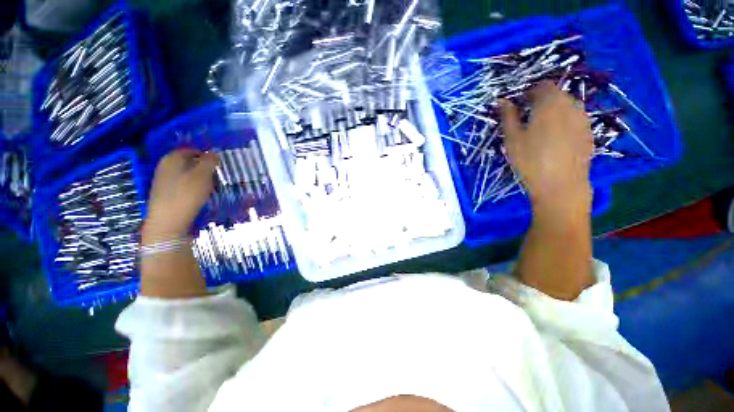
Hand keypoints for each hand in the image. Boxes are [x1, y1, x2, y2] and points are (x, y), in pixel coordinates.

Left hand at [143, 149, 218, 242]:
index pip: (192, 150)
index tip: (218, 166)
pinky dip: (191, 187)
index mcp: (173, 158)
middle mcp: (165, 165)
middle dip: (203, 168)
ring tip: (210, 187)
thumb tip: (214, 153)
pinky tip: (198, 195)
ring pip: (186, 174)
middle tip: (216, 177)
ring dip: (199, 178)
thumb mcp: (203, 175)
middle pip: (188, 162)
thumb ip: (210, 161)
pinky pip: (181, 184)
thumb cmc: (187, 194)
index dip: (206, 156)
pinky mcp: (164, 192)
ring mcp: (163, 179)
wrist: (168, 220)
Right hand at [499, 81, 592, 214]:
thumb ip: (508, 116)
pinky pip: (574, 119)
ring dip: (553, 112)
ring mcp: (583, 118)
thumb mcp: (512, 138)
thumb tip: (502, 100)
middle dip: (541, 102)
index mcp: (550, 102)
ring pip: (566, 106)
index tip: (518, 107)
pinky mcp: (588, 132)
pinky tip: (555, 140)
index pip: (541, 86)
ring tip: (541, 131)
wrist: (560, 185)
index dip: (528, 93)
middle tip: (527, 120)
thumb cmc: (530, 160)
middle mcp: (570, 104)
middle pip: (555, 94)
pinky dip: (563, 122)